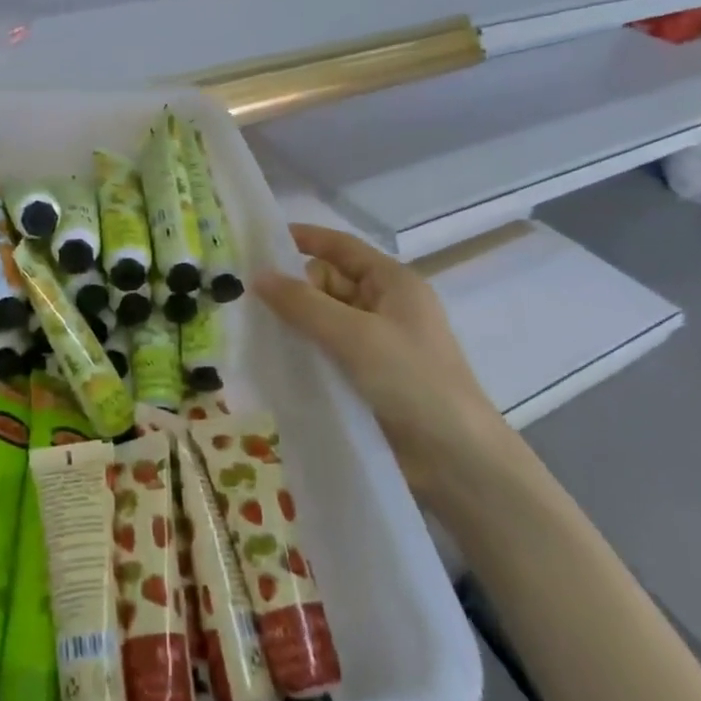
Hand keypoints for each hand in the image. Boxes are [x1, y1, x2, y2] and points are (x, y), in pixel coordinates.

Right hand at [255, 223, 511, 509]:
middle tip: (242, 296)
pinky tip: (271, 359)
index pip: (341, 246)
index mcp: (393, 283)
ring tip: (247, 326)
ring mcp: (376, 343)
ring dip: (293, 322)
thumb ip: (303, 304)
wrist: (457, 461)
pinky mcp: (367, 377)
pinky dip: (303, 351)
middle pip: (328, 282)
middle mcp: (385, 306)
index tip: (258, 240)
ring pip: (324, 319)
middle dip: (292, 287)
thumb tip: (257, 275)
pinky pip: (326, 351)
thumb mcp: (355, 336)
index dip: (303, 238)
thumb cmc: (412, 382)